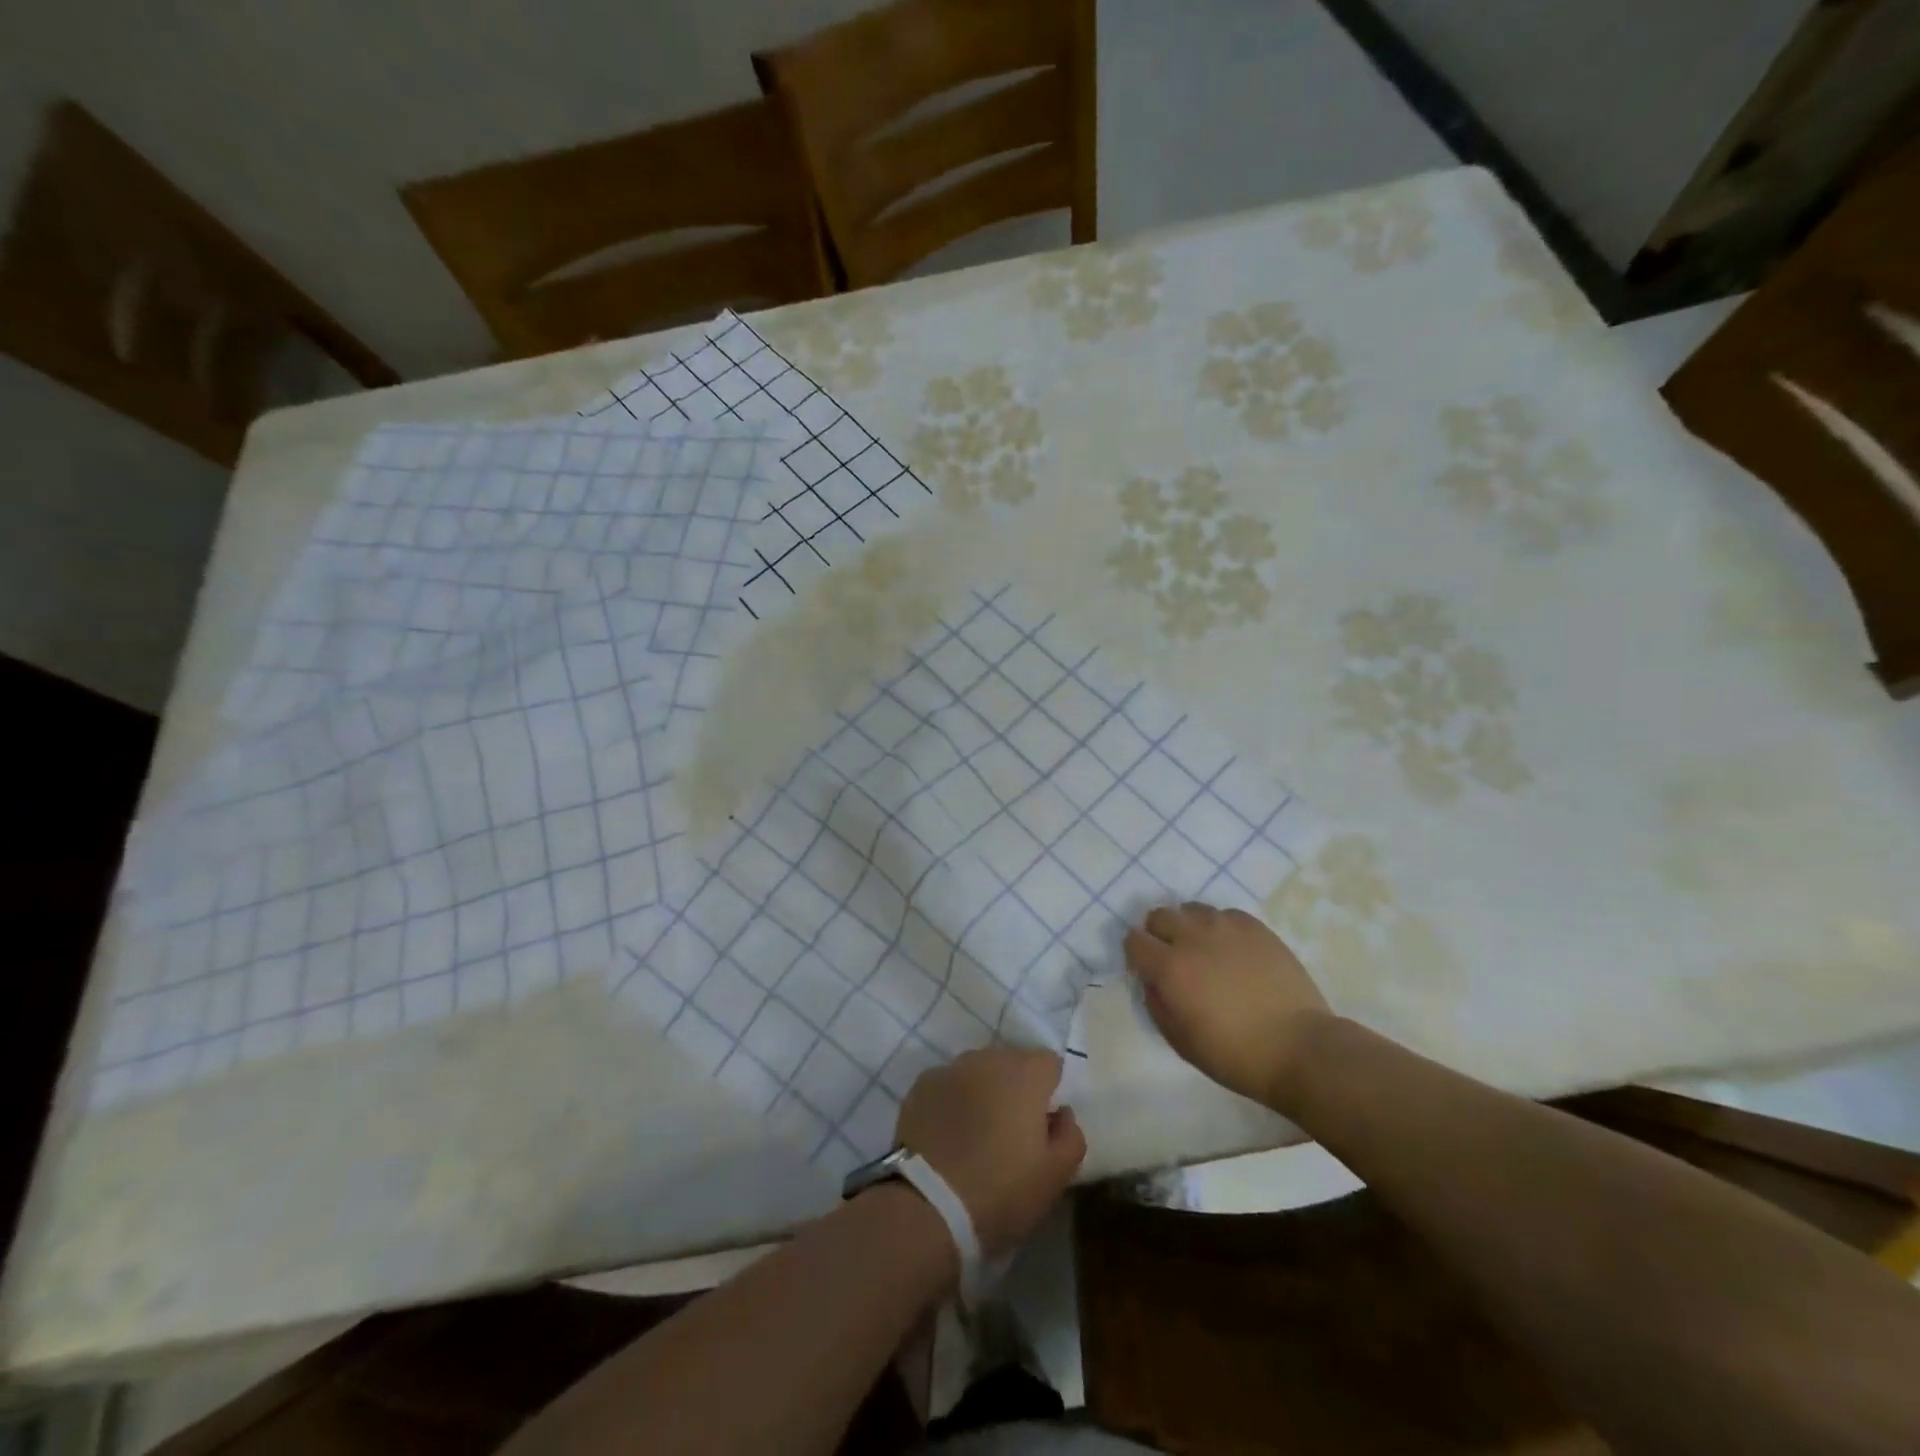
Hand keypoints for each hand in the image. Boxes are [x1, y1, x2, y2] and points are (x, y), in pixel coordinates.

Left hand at [895, 1047, 1085, 1257]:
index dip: (1050, 1090)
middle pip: (1012, 1062)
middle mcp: (987, 1058)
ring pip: (978, 1071)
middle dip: (1016, 1088)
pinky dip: (953, 1100)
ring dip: (984, 1091)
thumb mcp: (1056, 1175)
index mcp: (1025, 1073)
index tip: (1044, 1123)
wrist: (928, 1205)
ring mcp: (950, 1068)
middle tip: (1012, 1131)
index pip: (1049, 1062)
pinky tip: (949, 1135)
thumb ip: (1071, 1135)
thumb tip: (1061, 1112)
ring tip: (978, 1133)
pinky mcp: (921, 1085)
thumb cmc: (1002, 1190)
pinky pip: (948, 1085)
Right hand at [1125, 901, 1331, 1108]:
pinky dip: (1220, 928)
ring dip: (1189, 927)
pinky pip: (1225, 915)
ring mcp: (1226, 927)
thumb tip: (1152, 980)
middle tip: (1173, 958)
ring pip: (1192, 910)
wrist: (1299, 1048)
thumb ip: (1157, 1003)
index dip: (1136, 954)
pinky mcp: (1255, 927)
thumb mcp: (1180, 1041)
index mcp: (1169, 967)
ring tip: (1205, 951)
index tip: (1146, 969)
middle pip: (1159, 916)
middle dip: (1159, 934)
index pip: (1134, 941)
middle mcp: (1192, 937)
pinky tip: (1233, 950)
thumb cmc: (1235, 1054)